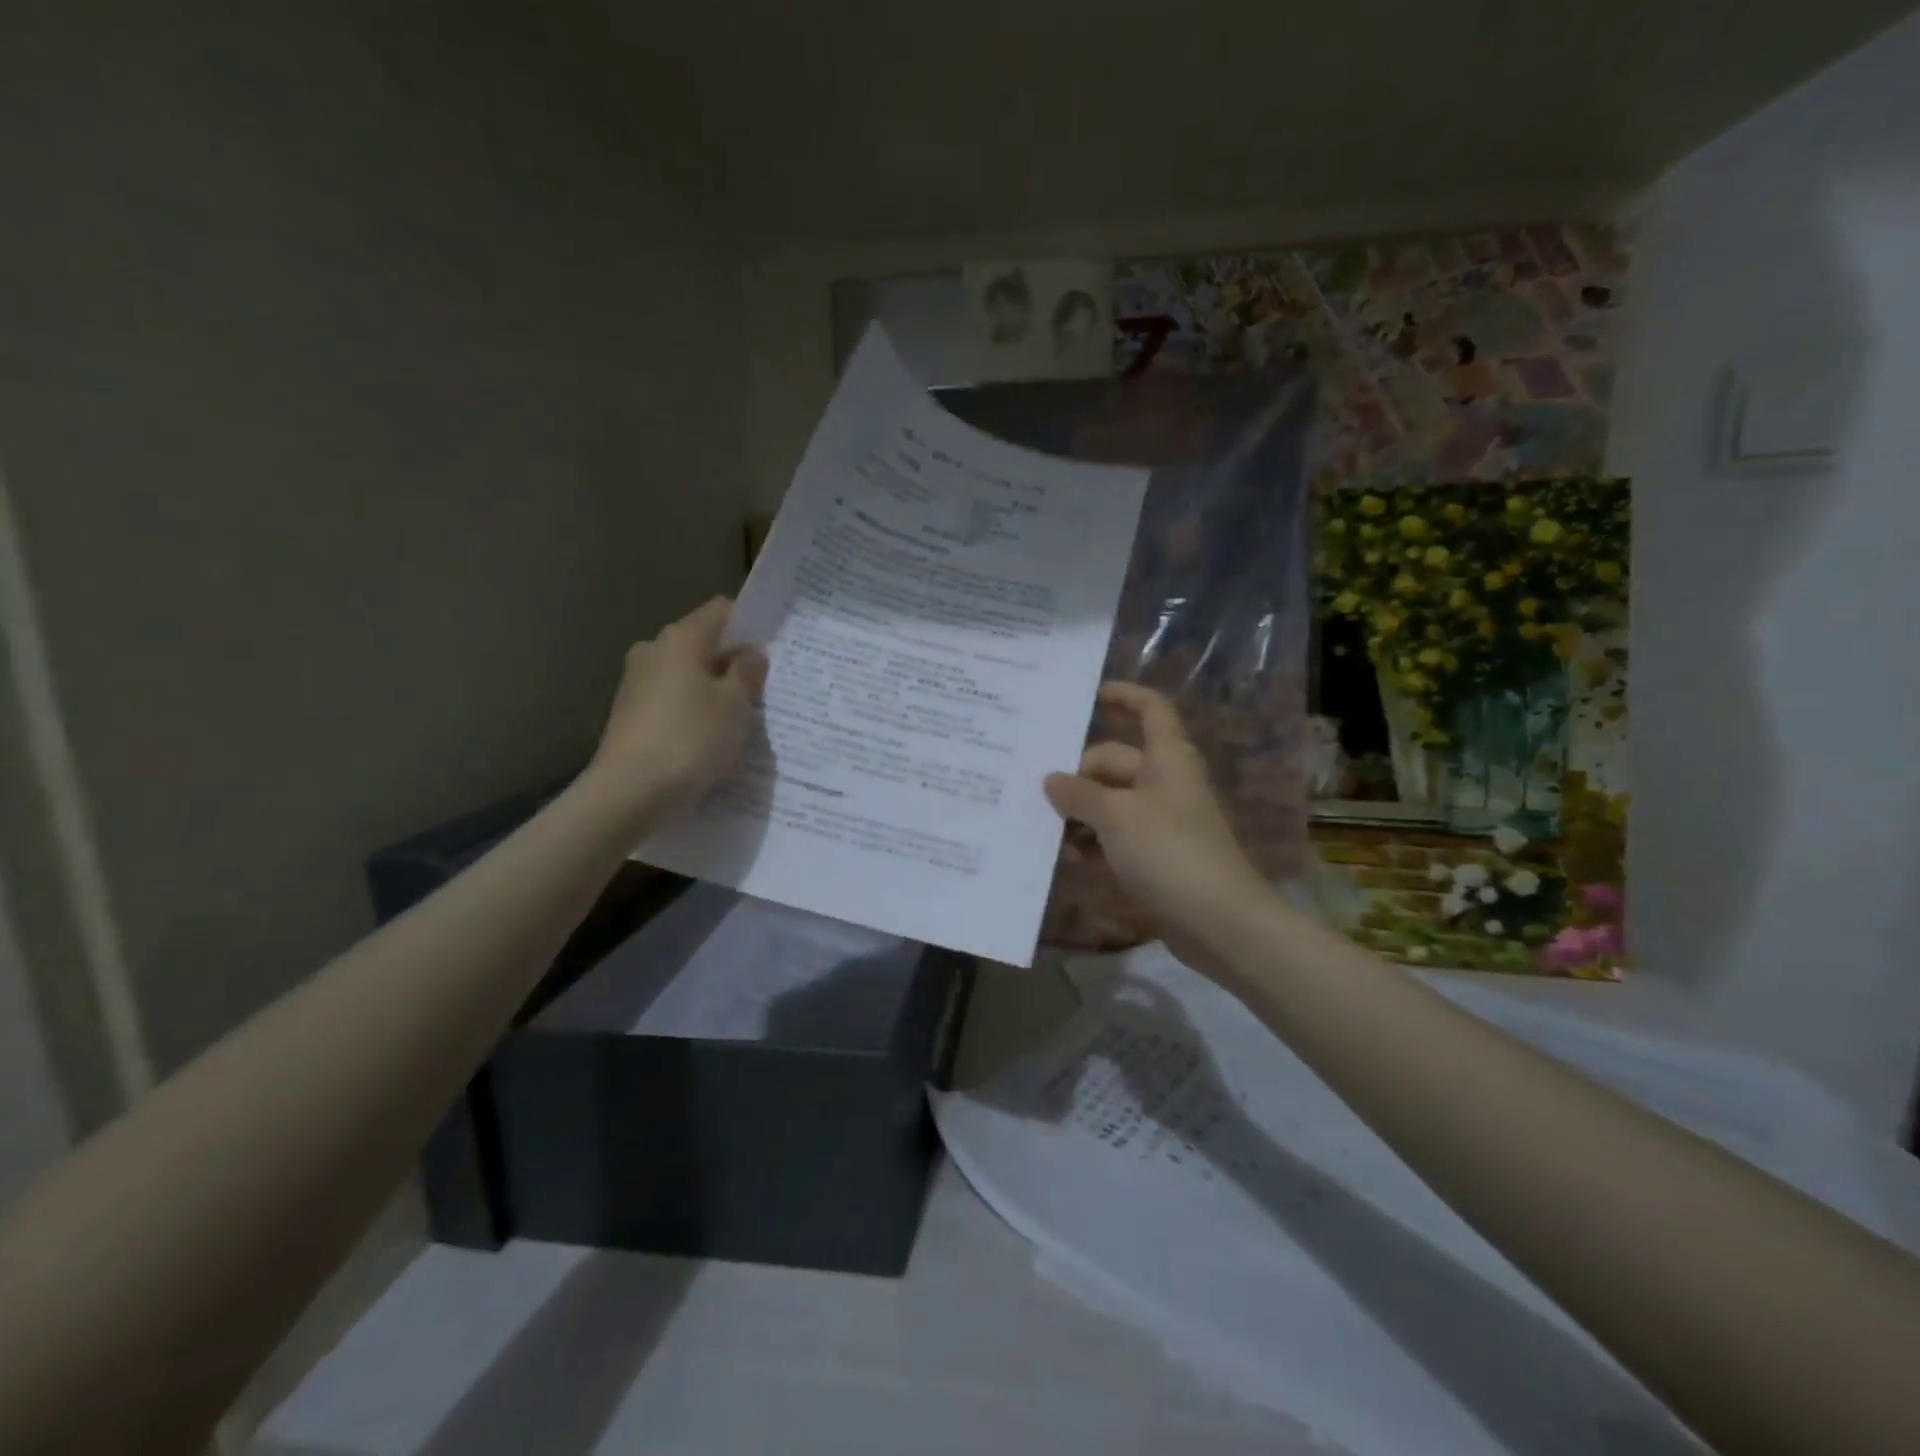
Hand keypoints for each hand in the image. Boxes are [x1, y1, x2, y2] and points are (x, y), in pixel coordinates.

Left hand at [587, 597, 767, 823]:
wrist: (629, 793)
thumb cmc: (690, 740)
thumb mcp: (735, 705)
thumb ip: (747, 672)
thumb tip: (751, 653)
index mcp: (680, 638)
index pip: (722, 611)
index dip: (750, 625)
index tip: (774, 649)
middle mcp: (653, 651)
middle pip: (703, 644)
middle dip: (732, 662)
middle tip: (764, 689)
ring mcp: (636, 683)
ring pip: (688, 674)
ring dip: (713, 690)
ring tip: (741, 719)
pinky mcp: (629, 714)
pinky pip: (673, 701)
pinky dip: (693, 711)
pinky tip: (710, 738)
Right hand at [1044, 683, 1271, 974]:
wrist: (1218, 920)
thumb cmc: (1169, 851)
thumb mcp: (1116, 816)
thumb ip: (1078, 794)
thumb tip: (1050, 779)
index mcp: (1166, 757)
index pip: (1150, 709)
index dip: (1123, 696)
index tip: (1087, 696)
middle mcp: (1163, 780)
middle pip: (1113, 761)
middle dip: (1076, 775)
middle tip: (1035, 793)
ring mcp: (1159, 818)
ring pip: (1108, 800)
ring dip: (1079, 812)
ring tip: (1045, 830)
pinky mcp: (1154, 853)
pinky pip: (1114, 833)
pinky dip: (1092, 839)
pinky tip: (1066, 857)